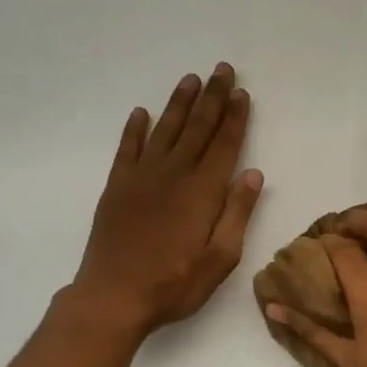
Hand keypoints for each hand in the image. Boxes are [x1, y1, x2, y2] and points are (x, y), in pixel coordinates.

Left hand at [65, 64, 263, 339]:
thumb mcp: (221, 258)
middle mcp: (174, 174)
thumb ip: (237, 213)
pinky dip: (135, 129)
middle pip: (197, 127)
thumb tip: (254, 174)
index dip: (235, 117)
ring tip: (191, 78)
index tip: (242, 92)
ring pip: (165, 130)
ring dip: (179, 103)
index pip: (224, 144)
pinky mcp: (117, 187)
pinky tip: (141, 113)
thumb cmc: (174, 283)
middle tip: (222, 69)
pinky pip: (127, 149)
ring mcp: (142, 178)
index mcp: (203, 191)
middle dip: (213, 97)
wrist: (113, 297)